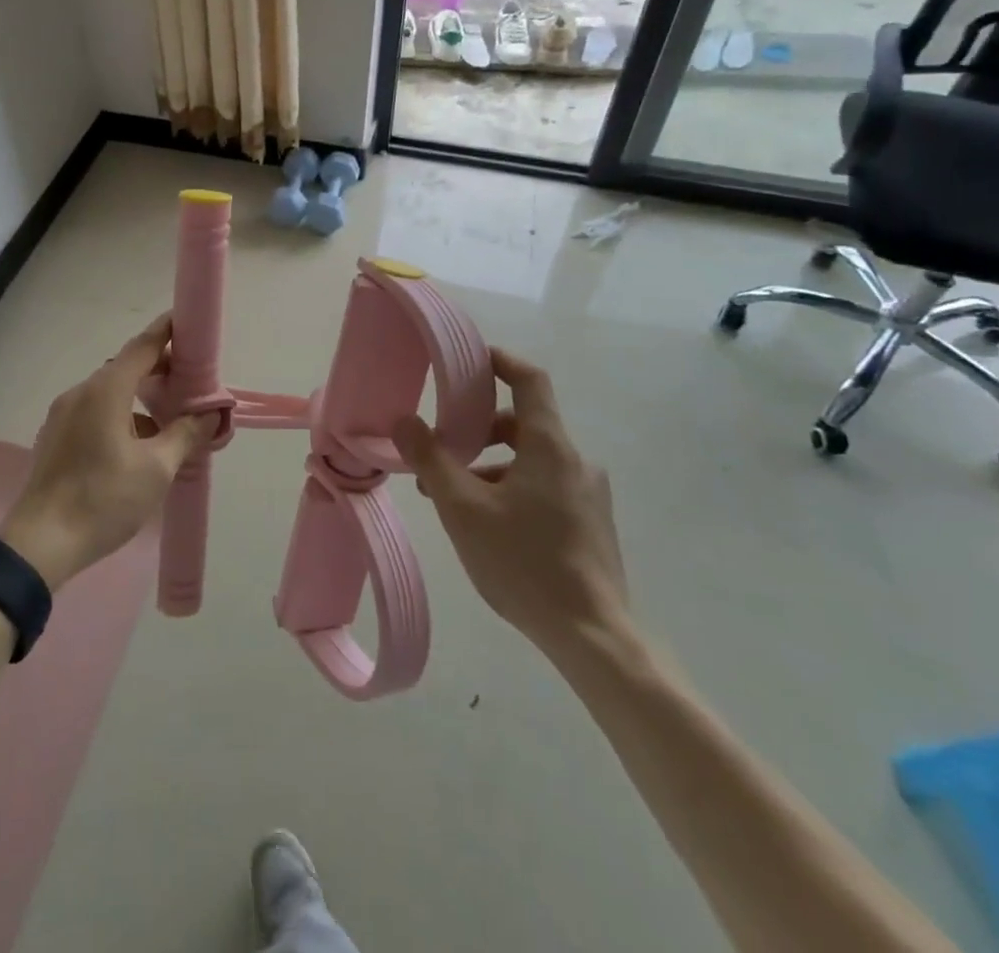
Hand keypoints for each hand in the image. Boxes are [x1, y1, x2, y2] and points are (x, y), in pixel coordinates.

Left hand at [1, 314, 217, 591]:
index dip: (167, 331)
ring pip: (110, 392)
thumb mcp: (157, 469)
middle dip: (159, 369)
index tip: (188, 322)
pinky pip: (95, 410)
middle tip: (191, 381)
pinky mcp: (56, 436)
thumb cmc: (103, 500)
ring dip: (140, 397)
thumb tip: (212, 413)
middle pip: (126, 367)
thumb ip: (186, 434)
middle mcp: (81, 393)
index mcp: (105, 391)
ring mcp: (64, 414)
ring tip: (170, 420)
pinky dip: (121, 414)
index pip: (142, 347)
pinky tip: (138, 445)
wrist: (41, 544)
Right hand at [391, 347, 627, 661]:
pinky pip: (544, 487)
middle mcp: (575, 461)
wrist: (593, 638)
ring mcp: (588, 495)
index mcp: (550, 446)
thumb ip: (432, 460)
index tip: (470, 359)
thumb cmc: (524, 562)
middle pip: (523, 424)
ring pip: (530, 461)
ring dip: (490, 466)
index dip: (500, 361)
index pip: (530, 380)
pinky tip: (486, 525)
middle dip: (478, 430)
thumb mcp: (463, 509)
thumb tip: (405, 421)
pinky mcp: (590, 524)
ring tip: (452, 498)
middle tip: (442, 450)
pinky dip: (511, 489)